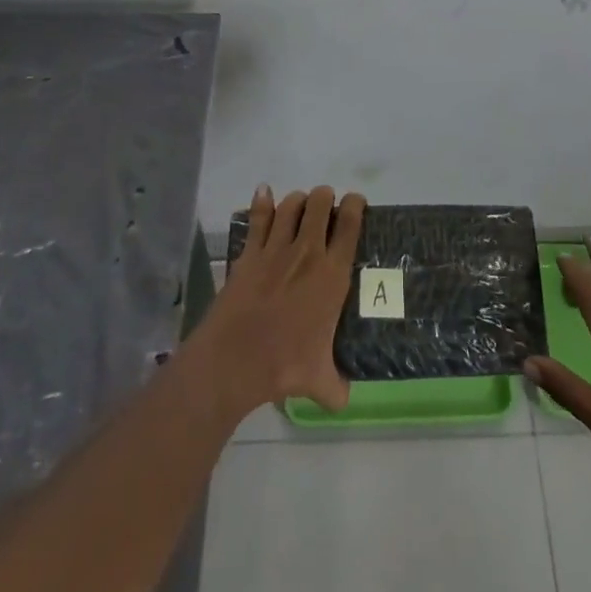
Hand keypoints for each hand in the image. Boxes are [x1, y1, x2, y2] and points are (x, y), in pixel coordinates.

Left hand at [192, 184, 365, 416]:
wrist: (234, 360)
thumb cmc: (284, 366)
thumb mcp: (319, 381)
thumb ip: (336, 386)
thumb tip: (344, 399)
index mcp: (332, 275)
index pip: (350, 225)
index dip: (355, 205)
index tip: (356, 201)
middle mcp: (307, 253)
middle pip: (320, 204)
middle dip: (326, 198)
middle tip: (326, 206)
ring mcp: (275, 249)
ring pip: (291, 206)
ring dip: (299, 200)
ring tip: (301, 205)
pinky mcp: (249, 253)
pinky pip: (258, 218)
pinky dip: (262, 201)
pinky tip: (264, 192)